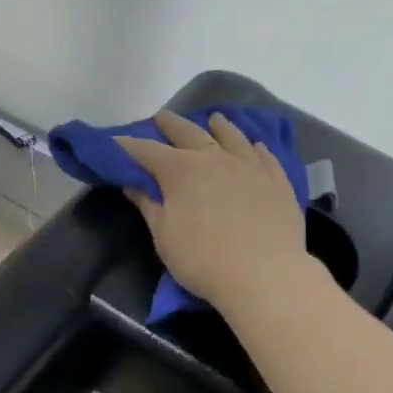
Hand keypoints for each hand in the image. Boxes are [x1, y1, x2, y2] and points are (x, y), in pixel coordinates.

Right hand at [117, 111, 311, 315]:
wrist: (264, 275)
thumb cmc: (203, 260)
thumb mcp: (164, 237)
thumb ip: (149, 205)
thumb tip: (133, 183)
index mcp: (181, 170)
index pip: (147, 151)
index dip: (128, 146)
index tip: (115, 143)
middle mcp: (215, 158)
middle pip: (189, 133)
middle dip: (172, 125)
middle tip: (162, 117)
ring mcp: (250, 166)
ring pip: (232, 137)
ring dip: (219, 126)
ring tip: (214, 119)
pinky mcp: (277, 181)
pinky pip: (265, 156)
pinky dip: (255, 148)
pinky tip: (255, 146)